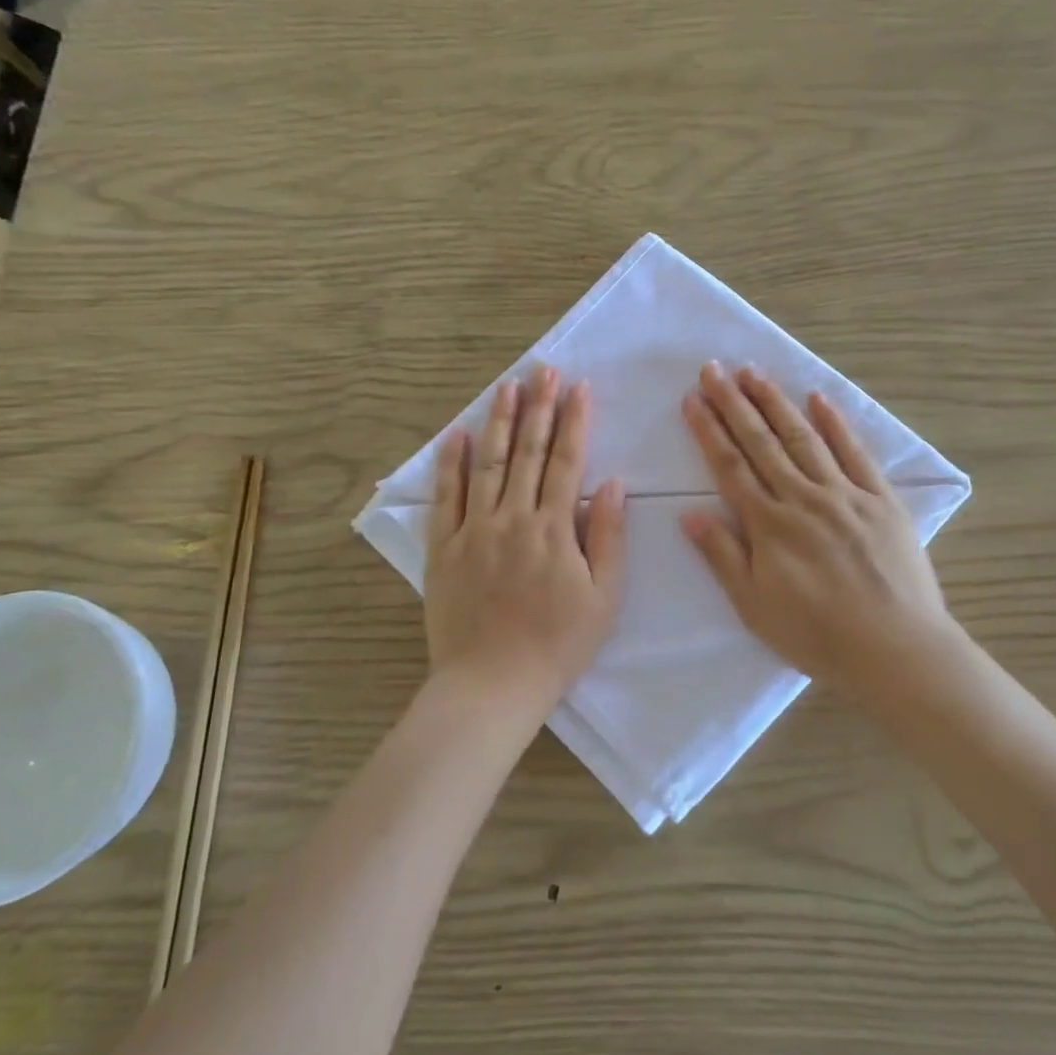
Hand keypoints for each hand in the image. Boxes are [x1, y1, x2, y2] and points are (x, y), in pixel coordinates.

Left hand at [426, 365, 626, 713]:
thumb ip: (608, 537)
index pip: (566, 461)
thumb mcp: (604, 598)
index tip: (580, 387)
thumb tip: (611, 484)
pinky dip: (450, 464)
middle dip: (538, 407)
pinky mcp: (444, 548)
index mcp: (554, 528)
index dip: (575, 420)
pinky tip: (454, 434)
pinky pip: (446, 497)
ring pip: (486, 463)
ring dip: (497, 421)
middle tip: (543, 370)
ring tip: (507, 386)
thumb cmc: (558, 645)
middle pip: (527, 451)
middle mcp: (513, 518)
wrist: (492, 684)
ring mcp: (474, 530)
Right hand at [681, 362, 956, 703]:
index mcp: (769, 524)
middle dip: (734, 403)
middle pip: (761, 442)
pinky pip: (855, 453)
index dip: (709, 430)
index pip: (730, 466)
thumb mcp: (754, 606)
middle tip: (714, 369)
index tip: (692, 399)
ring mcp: (844, 494)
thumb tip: (690, 514)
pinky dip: (836, 424)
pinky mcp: (881, 500)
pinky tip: (819, 398)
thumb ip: (723, 556)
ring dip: (776, 403)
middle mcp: (802, 498)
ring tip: (754, 373)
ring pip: (803, 438)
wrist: (895, 649)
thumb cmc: (817, 635)